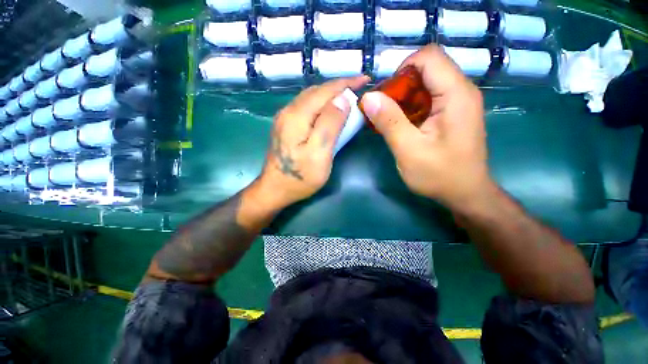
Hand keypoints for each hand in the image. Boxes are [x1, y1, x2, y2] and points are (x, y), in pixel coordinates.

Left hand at [254, 76, 369, 209]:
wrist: (275, 190)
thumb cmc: (299, 177)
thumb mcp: (319, 153)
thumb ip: (330, 124)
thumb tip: (342, 99)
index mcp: (297, 116)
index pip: (325, 90)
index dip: (346, 83)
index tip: (365, 79)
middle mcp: (288, 111)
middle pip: (316, 91)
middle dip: (339, 87)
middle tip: (359, 89)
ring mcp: (285, 119)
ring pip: (311, 98)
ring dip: (330, 94)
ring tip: (348, 97)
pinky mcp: (286, 127)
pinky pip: (306, 107)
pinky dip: (322, 104)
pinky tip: (329, 110)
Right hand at [360, 45, 491, 207]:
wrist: (466, 194)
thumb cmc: (440, 175)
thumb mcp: (409, 150)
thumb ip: (389, 121)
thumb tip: (368, 97)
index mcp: (455, 94)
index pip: (428, 57)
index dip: (402, 69)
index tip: (386, 96)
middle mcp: (461, 91)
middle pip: (427, 68)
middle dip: (400, 86)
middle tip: (384, 112)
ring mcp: (458, 102)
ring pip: (426, 83)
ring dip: (404, 98)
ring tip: (391, 120)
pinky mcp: (452, 113)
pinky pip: (429, 97)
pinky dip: (411, 106)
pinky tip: (403, 125)